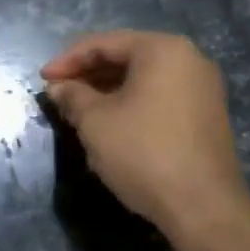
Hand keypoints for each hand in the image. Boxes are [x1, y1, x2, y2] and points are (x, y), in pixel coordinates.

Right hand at [40, 30, 249, 236]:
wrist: (202, 207)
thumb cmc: (143, 152)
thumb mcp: (95, 121)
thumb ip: (73, 96)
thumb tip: (59, 88)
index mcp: (163, 50)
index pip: (104, 43)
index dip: (68, 60)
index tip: (42, 79)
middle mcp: (189, 60)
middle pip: (126, 57)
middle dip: (88, 75)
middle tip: (58, 94)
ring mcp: (203, 89)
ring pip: (143, 79)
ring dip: (107, 91)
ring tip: (78, 110)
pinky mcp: (206, 116)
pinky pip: (160, 97)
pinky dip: (131, 104)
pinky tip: (109, 124)